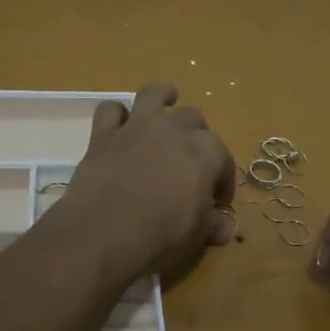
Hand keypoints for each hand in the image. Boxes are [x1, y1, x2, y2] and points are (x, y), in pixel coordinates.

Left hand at [61, 82, 237, 279]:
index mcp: (205, 152)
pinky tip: (120, 127)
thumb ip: (215, 225)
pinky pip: (110, 110)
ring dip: (163, 96)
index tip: (218, 202)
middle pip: (193, 119)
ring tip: (167, 103)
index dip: (223, 181)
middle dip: (197, 137)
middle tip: (191, 162)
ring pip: (154, 95)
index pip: (223, 159)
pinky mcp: (103, 134)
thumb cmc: (161, 235)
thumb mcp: (198, 236)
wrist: (103, 234)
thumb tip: (226, 227)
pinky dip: (117, 115)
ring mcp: (137, 127)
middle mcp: (174, 129)